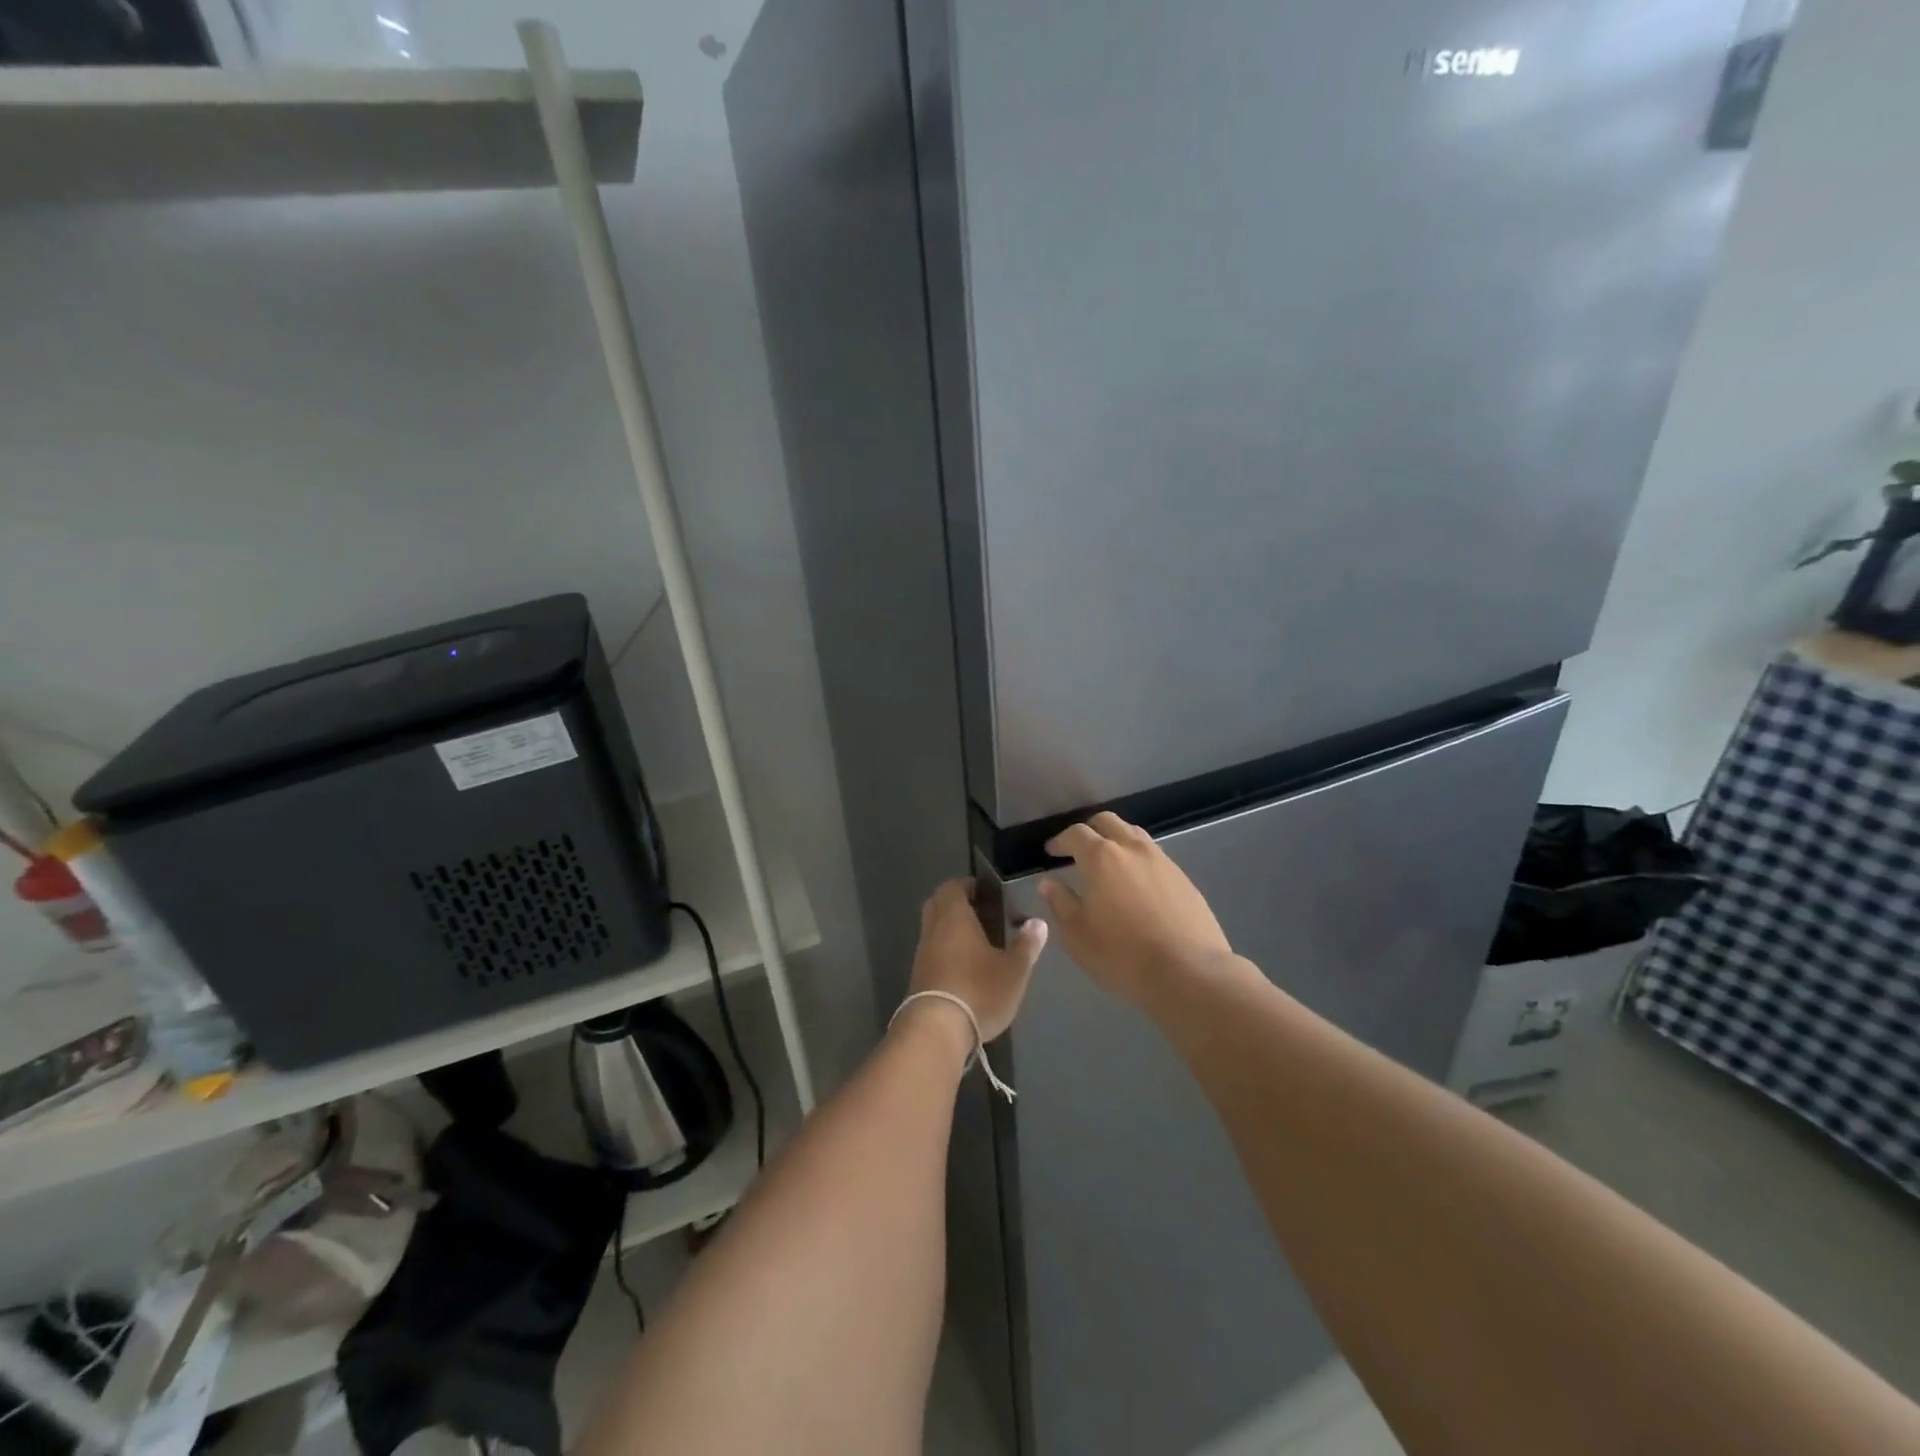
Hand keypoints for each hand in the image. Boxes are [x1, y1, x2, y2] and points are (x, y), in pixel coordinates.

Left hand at [902, 879, 1048, 1051]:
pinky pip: (932, 953)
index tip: (986, 892)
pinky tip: (965, 969)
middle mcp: (933, 930)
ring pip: (933, 930)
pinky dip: (945, 952)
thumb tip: (1038, 923)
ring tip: (978, 944)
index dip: (967, 885)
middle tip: (982, 914)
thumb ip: (1026, 945)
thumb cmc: (978, 991)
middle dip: (956, 904)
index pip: (952, 886)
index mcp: (954, 918)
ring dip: (950, 931)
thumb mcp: (1013, 970)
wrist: (936, 1031)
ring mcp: (922, 955)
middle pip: (937, 904)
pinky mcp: (918, 978)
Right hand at [1039, 811, 1234, 1006]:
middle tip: (1078, 850)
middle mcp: (1132, 849)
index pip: (1075, 834)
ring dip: (1116, 840)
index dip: (1060, 841)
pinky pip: (1154, 856)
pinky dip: (1138, 859)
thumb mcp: (1077, 934)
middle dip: (1089, 831)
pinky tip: (1136, 884)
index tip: (1051, 852)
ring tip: (1108, 863)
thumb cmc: (1122, 954)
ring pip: (1134, 834)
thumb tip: (1049, 882)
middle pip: (1107, 822)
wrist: (1189, 972)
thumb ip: (1060, 902)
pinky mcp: (1183, 878)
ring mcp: (1162, 861)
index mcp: (1102, 857)